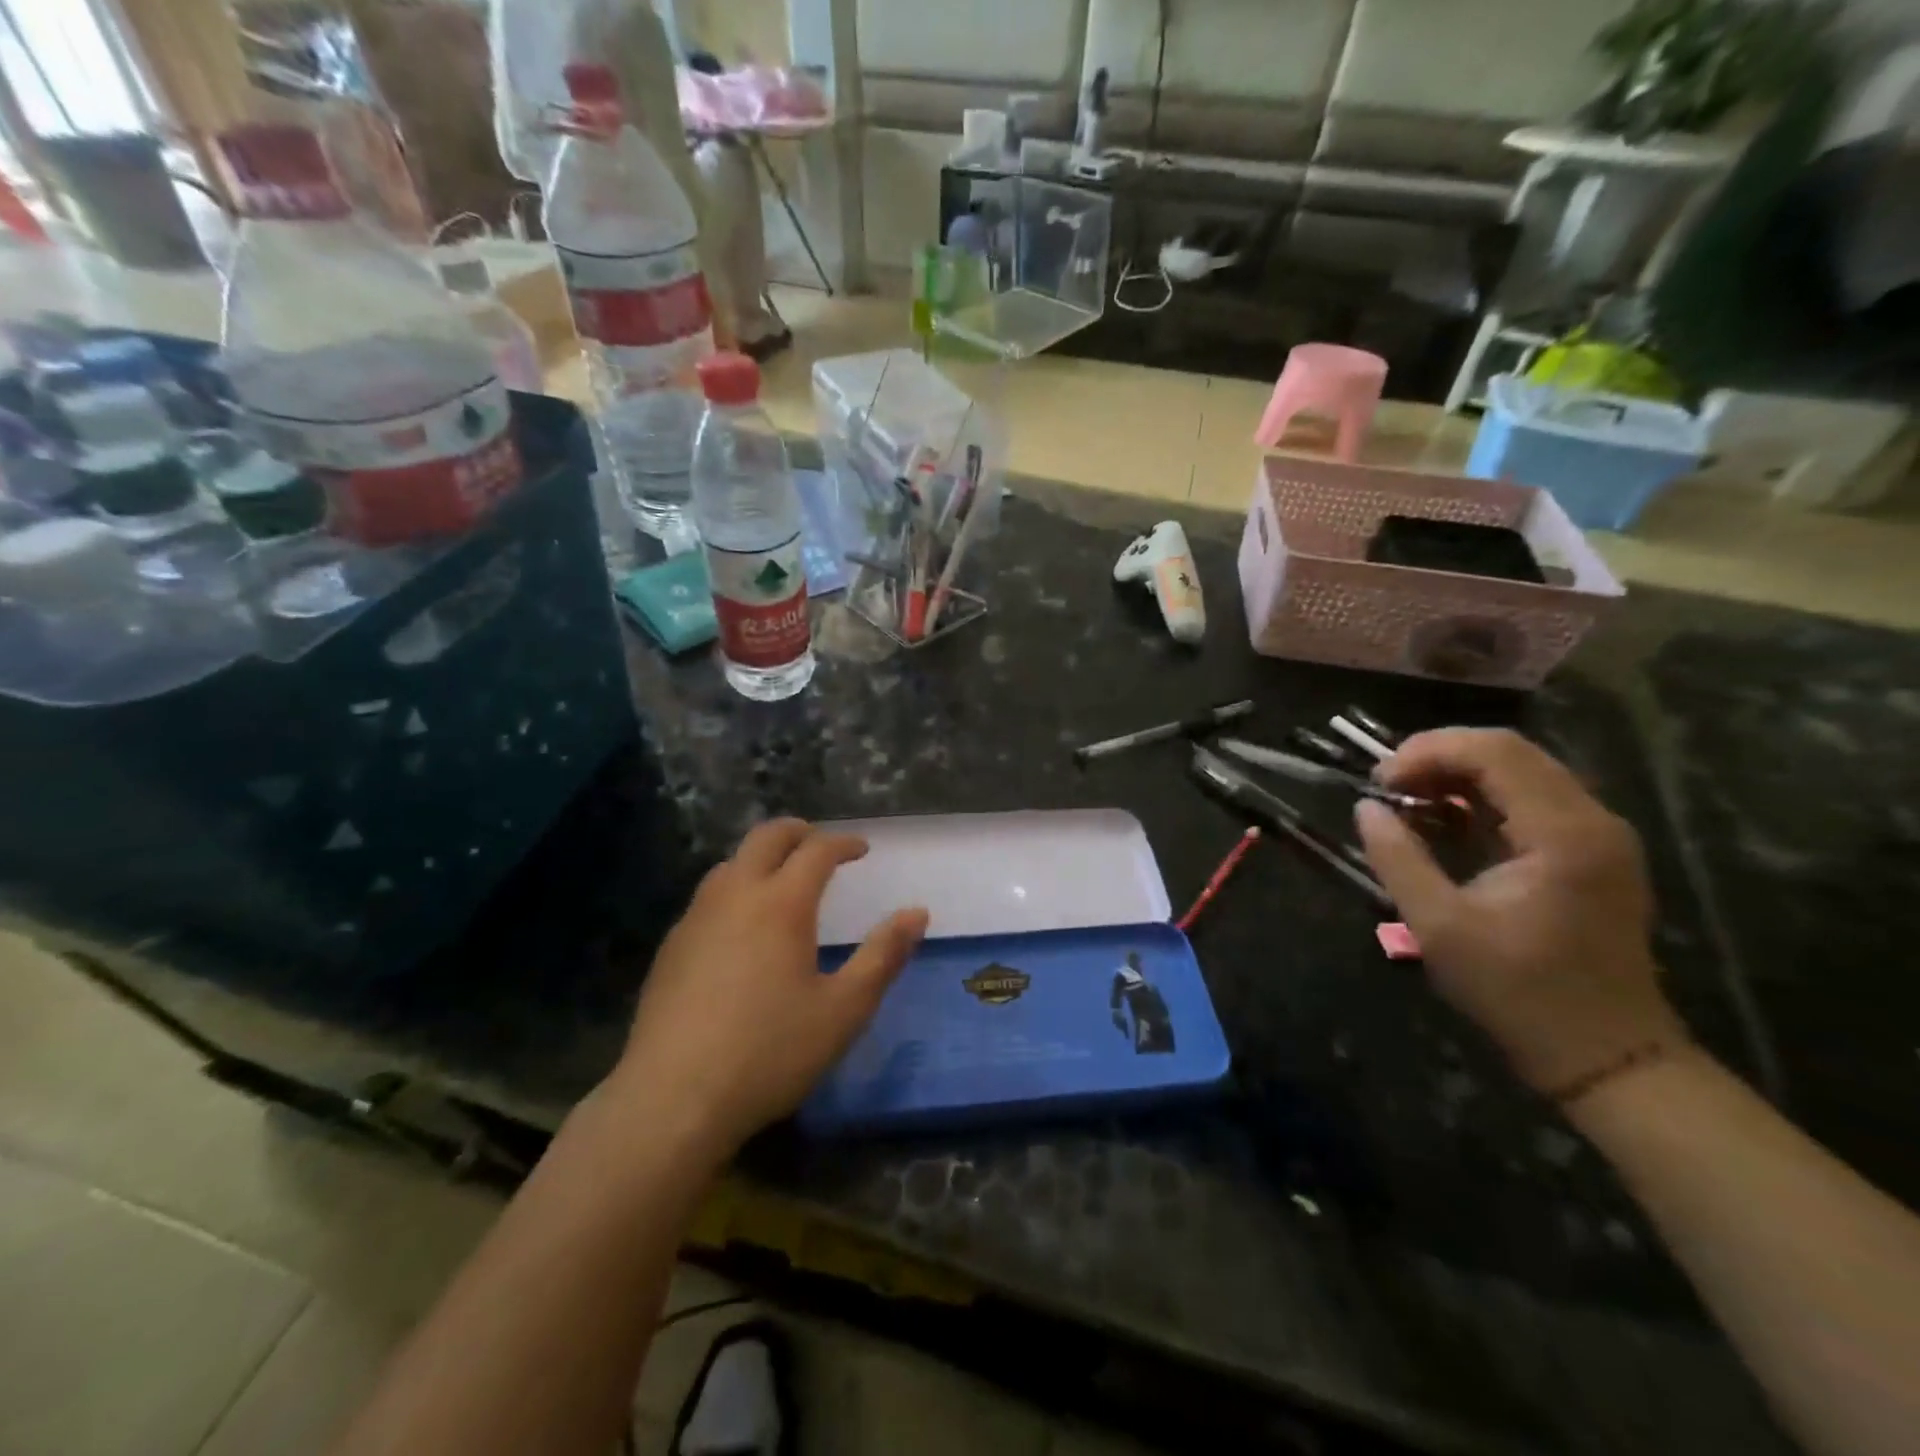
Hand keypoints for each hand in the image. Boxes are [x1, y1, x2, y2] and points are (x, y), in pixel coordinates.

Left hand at [611, 819, 927, 1153]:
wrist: (673, 1099)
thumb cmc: (770, 1052)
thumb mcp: (844, 1009)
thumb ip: (884, 956)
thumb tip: (917, 913)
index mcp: (782, 903)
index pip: (817, 850)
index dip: (843, 843)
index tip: (861, 850)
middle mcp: (736, 895)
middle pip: (766, 837)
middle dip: (798, 832)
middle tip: (820, 844)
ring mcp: (696, 918)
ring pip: (730, 863)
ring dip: (761, 858)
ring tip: (781, 881)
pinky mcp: (671, 947)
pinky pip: (708, 897)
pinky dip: (734, 889)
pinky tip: (740, 928)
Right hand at [1354, 728, 1686, 1097]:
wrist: (1606, 1056)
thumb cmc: (1518, 992)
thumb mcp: (1439, 926)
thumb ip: (1397, 857)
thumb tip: (1366, 808)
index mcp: (1563, 833)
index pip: (1494, 751)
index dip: (1428, 751)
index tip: (1380, 783)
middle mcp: (1593, 819)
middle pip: (1510, 752)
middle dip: (1439, 758)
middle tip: (1388, 789)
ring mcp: (1599, 835)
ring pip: (1521, 771)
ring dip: (1459, 776)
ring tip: (1409, 803)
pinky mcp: (1594, 853)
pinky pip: (1532, 800)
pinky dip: (1483, 798)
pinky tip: (1447, 822)